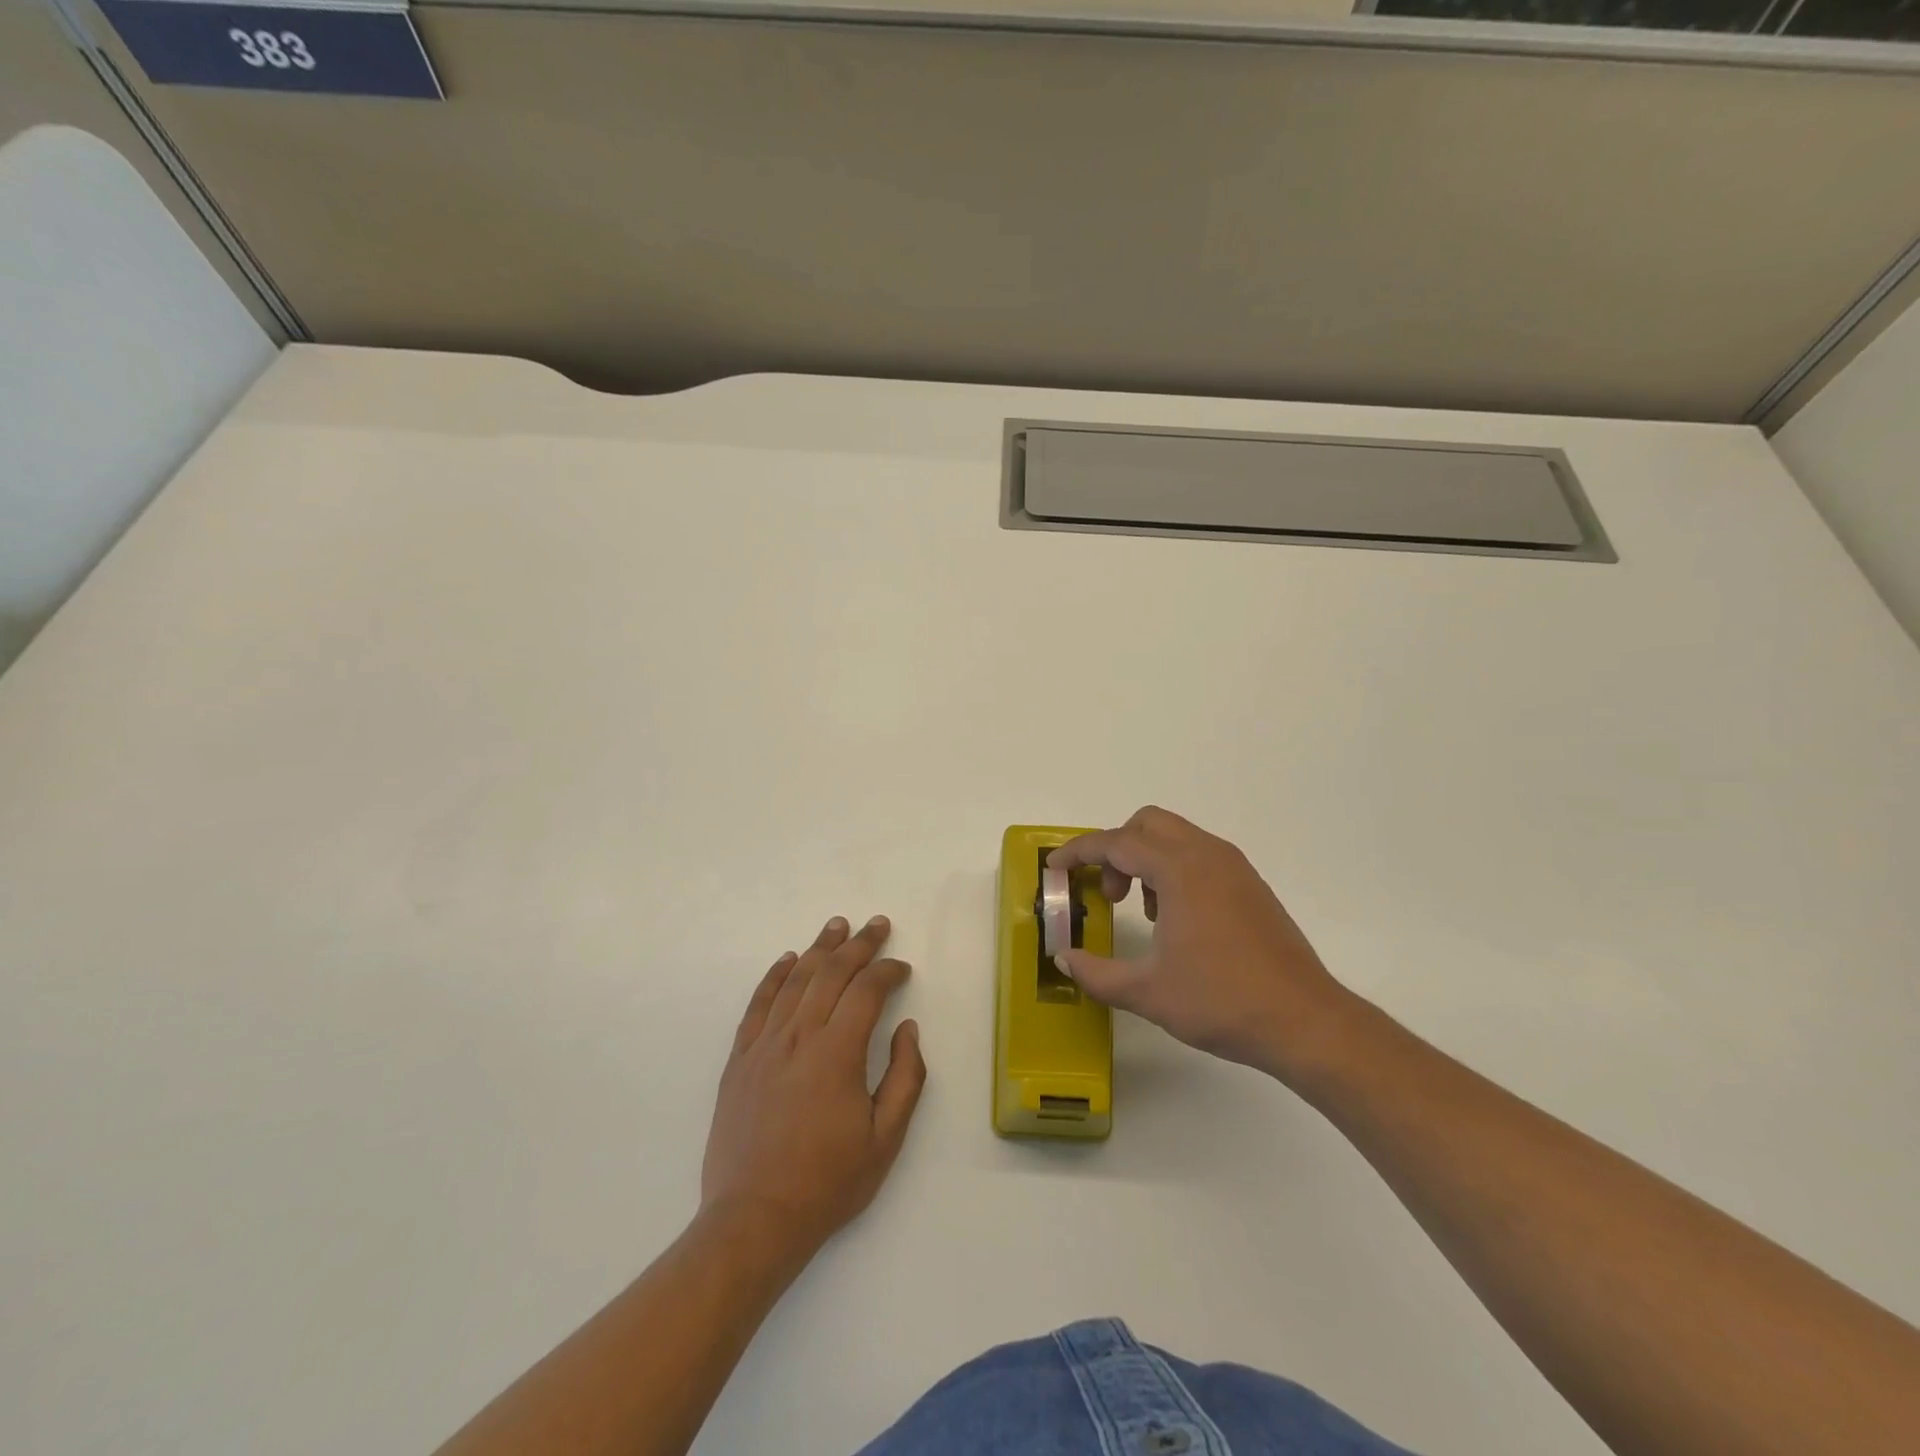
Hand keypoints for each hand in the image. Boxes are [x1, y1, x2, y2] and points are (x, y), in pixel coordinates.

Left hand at [700, 915, 926, 1260]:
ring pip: (795, 981)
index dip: (888, 972)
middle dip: (859, 945)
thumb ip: (905, 1078)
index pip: (867, 991)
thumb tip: (908, 1030)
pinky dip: (774, 977)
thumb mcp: (885, 1139)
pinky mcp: (739, 1060)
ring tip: (837, 926)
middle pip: (831, 974)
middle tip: (877, 925)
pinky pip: (758, 1005)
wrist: (754, 1219)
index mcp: (837, 1053)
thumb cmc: (827, 1182)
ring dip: (819, 949)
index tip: (902, 969)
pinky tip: (787, 960)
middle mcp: (799, 1036)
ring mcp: (764, 1045)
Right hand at [1049, 807, 1355, 1081]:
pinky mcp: (1251, 885)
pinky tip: (1176, 920)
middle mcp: (1207, 855)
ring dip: (1146, 860)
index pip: (1116, 843)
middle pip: (1147, 824)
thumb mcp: (1147, 992)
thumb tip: (1064, 959)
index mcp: (1180, 870)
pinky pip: (1199, 856)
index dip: (1079, 851)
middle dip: (1116, 849)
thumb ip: (1096, 973)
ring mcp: (1234, 868)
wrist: (1305, 1021)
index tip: (1055, 867)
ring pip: (1176, 837)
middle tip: (1109, 894)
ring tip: (1145, 913)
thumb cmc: (1221, 1001)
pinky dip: (1174, 870)